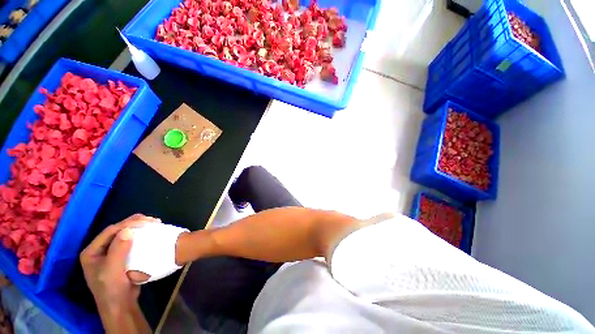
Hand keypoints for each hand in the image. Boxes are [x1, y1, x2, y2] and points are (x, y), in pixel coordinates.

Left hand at [80, 214, 158, 314]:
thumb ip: (118, 250)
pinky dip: (141, 236)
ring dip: (139, 228)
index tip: (147, 221)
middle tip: (153, 220)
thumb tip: (128, 230)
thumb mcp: (112, 271)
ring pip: (125, 234)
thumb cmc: (112, 289)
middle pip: (117, 231)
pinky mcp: (122, 256)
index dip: (128, 224)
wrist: (120, 305)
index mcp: (92, 251)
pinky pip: (131, 242)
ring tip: (154, 224)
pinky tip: (150, 233)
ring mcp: (110, 253)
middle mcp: (100, 249)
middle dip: (135, 223)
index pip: (110, 232)